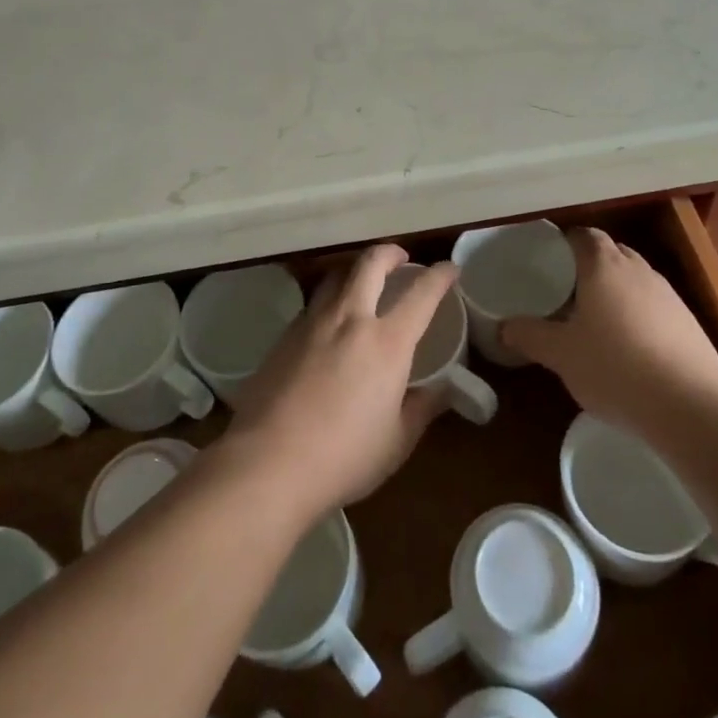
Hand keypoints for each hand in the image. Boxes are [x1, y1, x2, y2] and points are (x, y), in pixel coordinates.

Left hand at [224, 244, 454, 515]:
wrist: (268, 464)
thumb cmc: (343, 458)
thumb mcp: (396, 441)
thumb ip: (422, 408)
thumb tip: (443, 390)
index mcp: (387, 342)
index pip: (421, 294)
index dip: (440, 276)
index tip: (450, 269)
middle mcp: (350, 319)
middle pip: (370, 263)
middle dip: (390, 253)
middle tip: (401, 260)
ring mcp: (312, 323)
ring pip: (337, 276)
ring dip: (356, 271)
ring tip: (364, 284)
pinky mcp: (284, 336)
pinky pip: (314, 304)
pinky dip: (330, 301)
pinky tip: (330, 325)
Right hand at [502, 228, 717, 437]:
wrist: (690, 406)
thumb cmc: (615, 367)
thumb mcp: (561, 355)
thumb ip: (529, 336)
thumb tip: (504, 327)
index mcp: (603, 266)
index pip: (582, 236)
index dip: (564, 243)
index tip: (547, 260)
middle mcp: (638, 270)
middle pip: (610, 252)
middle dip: (589, 265)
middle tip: (566, 289)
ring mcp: (668, 294)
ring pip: (635, 278)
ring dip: (616, 289)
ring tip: (596, 318)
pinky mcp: (688, 322)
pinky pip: (655, 305)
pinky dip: (638, 314)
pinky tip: (630, 346)